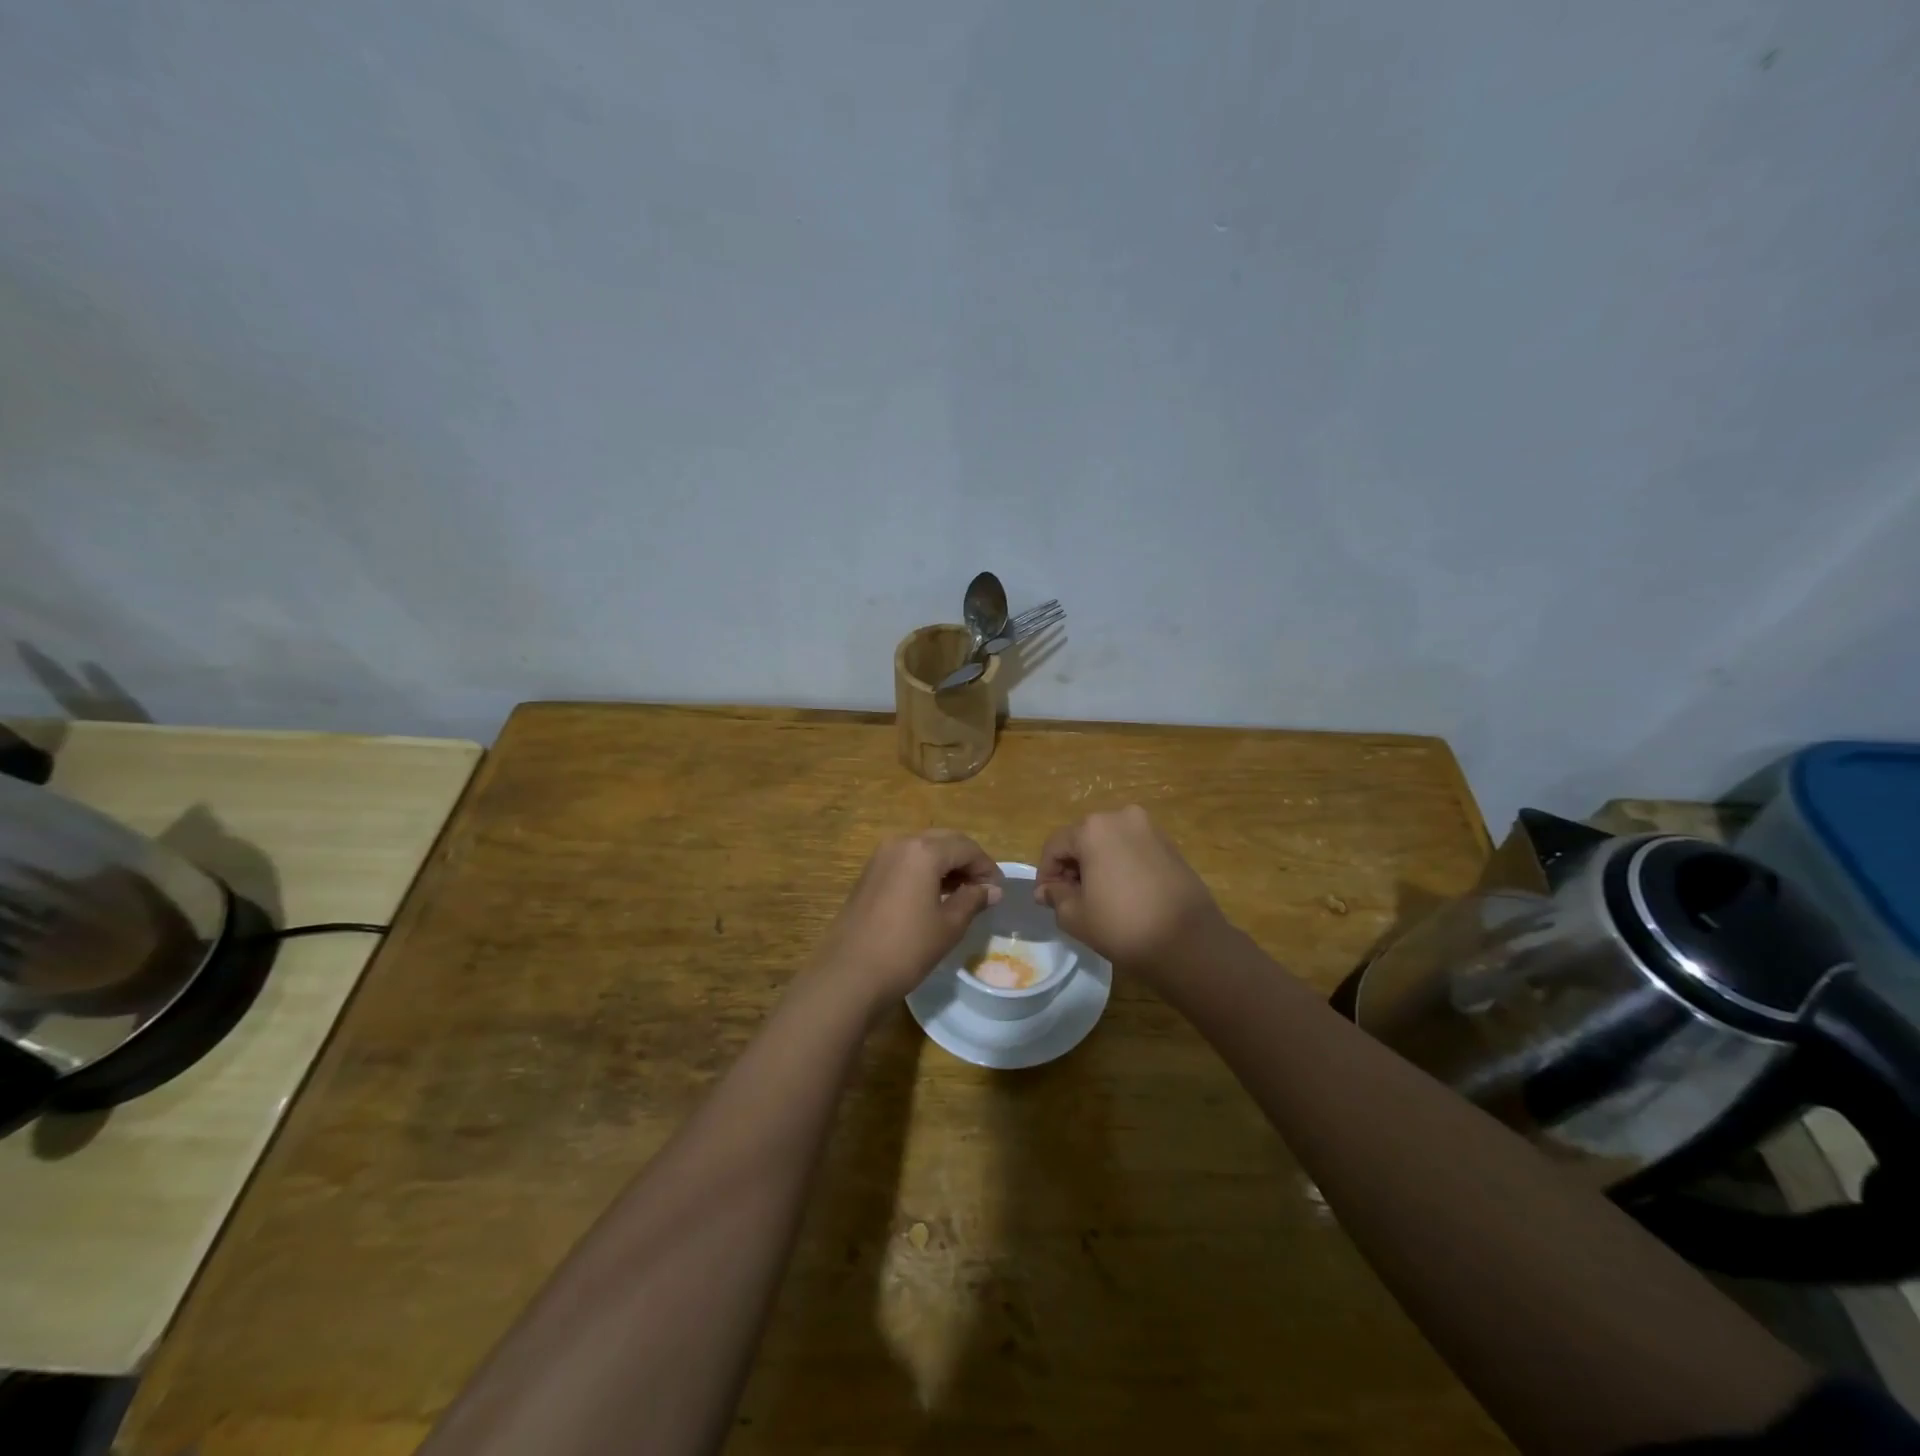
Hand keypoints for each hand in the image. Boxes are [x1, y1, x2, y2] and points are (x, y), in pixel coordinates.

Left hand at [811, 832, 1002, 1008]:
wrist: (850, 973)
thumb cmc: (907, 948)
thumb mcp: (949, 925)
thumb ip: (973, 900)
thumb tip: (993, 889)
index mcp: (924, 850)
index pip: (966, 847)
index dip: (986, 866)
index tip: (999, 890)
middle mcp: (901, 843)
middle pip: (944, 841)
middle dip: (966, 860)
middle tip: (983, 888)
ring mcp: (881, 857)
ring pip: (923, 849)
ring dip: (946, 864)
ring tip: (962, 893)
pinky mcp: (869, 873)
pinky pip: (906, 860)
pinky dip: (925, 870)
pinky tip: (934, 895)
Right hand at [1036, 806, 1226, 975]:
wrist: (1188, 941)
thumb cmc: (1123, 925)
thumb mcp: (1076, 916)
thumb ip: (1055, 896)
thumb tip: (1047, 890)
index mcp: (1093, 828)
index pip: (1055, 846)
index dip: (1046, 874)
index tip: (1047, 901)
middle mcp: (1121, 817)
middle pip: (1083, 839)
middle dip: (1072, 867)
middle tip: (1070, 900)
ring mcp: (1149, 828)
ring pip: (1108, 843)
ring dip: (1097, 865)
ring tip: (1098, 898)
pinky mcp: (1170, 844)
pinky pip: (1132, 849)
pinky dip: (1121, 865)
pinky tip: (1124, 893)